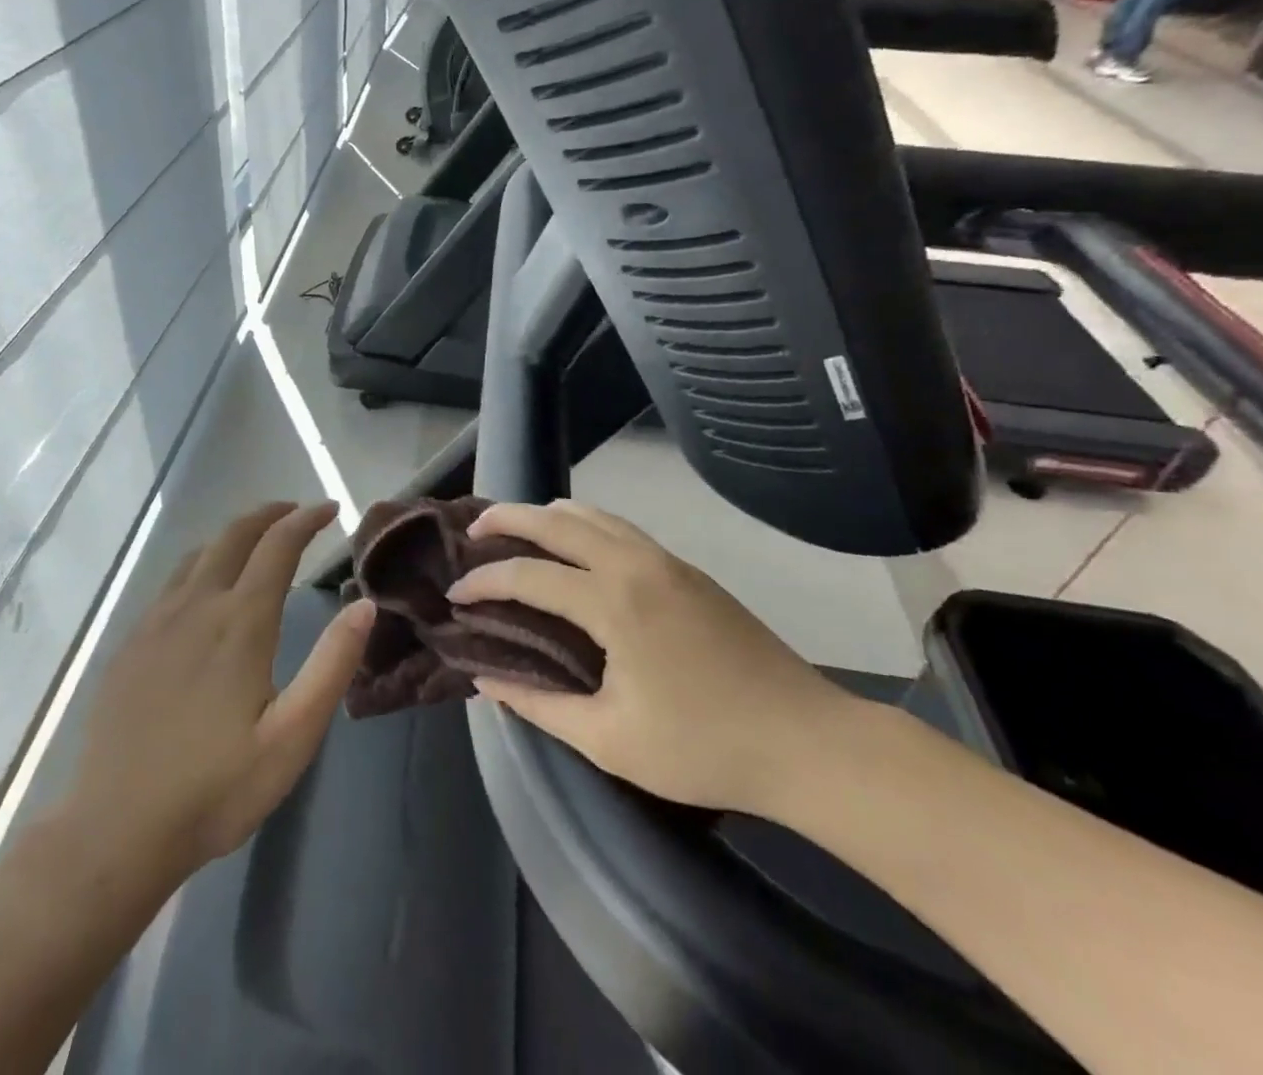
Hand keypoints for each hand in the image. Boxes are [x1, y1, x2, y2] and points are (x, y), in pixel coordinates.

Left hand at [63, 503, 374, 876]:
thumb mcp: (292, 737)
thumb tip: (364, 605)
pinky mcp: (130, 644)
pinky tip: (204, 588)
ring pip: (198, 554)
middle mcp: (196, 606)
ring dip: (233, 535)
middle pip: (234, 536)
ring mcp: (156, 622)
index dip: (305, 519)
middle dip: (269, 514)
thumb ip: (332, 665)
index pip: (277, 546)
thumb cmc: (215, 789)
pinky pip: (172, 582)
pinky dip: (201, 563)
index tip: (329, 508)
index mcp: (240, 623)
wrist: (114, 831)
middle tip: (296, 511)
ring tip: (257, 540)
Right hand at [450, 500, 852, 815]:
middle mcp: (635, 564)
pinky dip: (583, 526)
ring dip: (547, 516)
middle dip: (507, 518)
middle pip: (556, 520)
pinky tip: (576, 550)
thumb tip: (488, 681)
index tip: (454, 596)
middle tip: (472, 531)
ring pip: (593, 515)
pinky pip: (620, 528)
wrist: (808, 741)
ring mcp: (666, 561)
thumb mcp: (610, 741)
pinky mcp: (688, 570)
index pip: (529, 576)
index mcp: (613, 603)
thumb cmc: (704, 747)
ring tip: (517, 532)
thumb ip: (541, 706)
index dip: (484, 583)